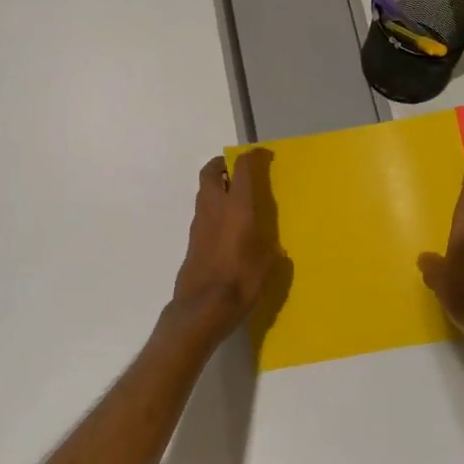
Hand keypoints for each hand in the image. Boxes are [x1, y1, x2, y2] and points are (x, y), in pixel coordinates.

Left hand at [172, 148, 281, 341]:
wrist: (202, 308)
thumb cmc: (240, 282)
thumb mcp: (266, 266)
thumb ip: (269, 250)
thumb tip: (271, 248)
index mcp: (237, 208)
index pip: (242, 170)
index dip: (251, 157)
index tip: (261, 155)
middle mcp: (215, 209)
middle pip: (211, 173)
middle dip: (222, 165)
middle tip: (236, 169)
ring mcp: (199, 224)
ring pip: (204, 192)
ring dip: (216, 186)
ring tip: (233, 196)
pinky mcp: (192, 240)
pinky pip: (202, 213)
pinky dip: (212, 208)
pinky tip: (225, 225)